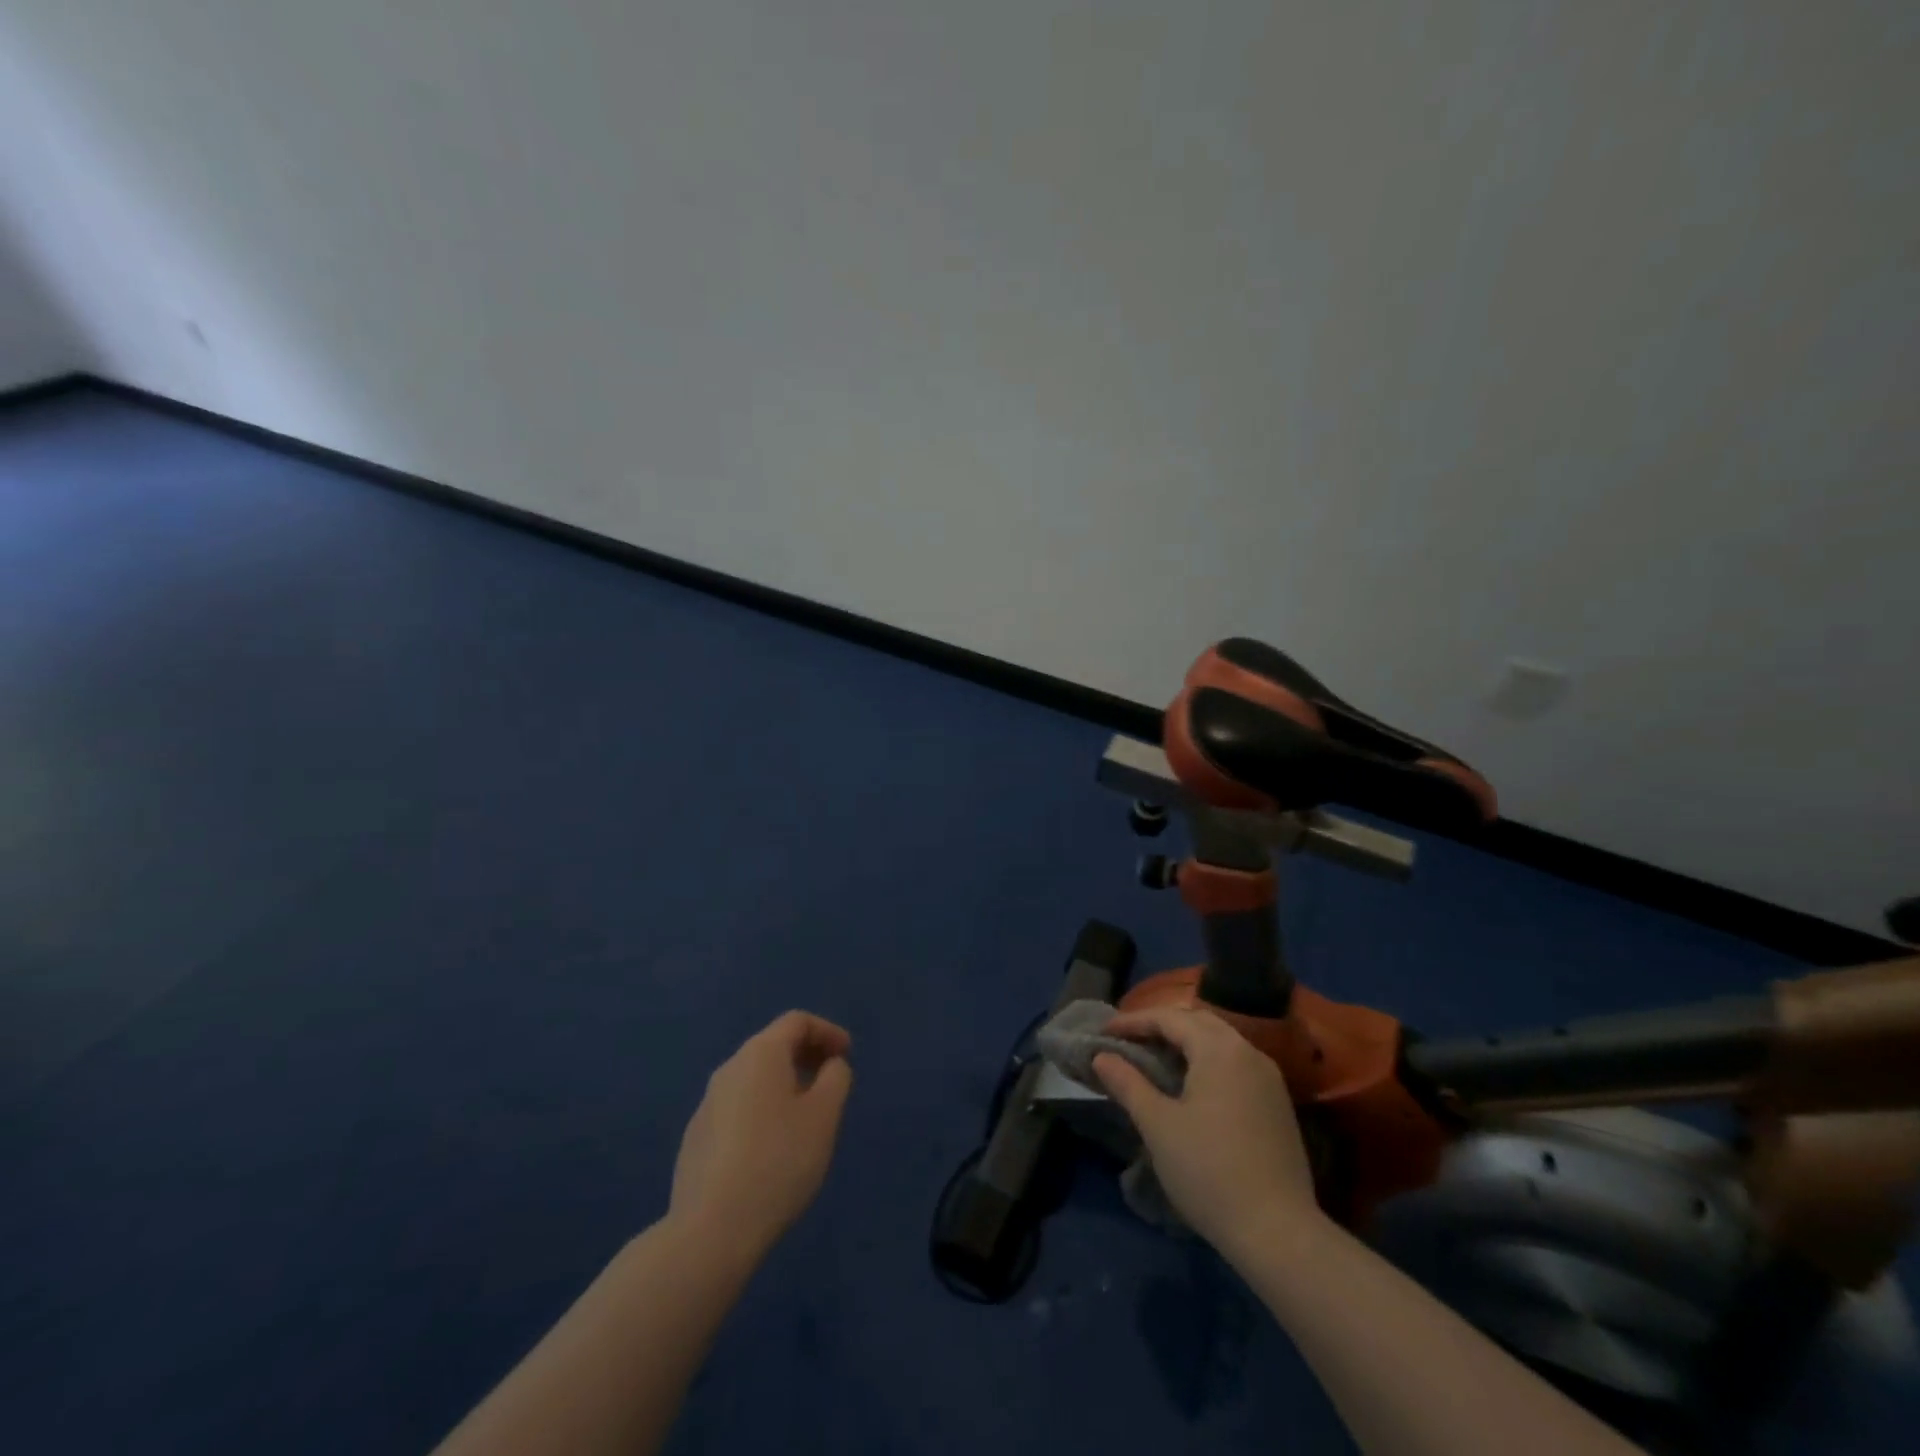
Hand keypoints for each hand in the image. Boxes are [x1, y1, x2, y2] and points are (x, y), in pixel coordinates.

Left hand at [669, 1011, 853, 1258]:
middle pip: (772, 1046)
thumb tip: (830, 1065)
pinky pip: (738, 1107)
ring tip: (807, 1114)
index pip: (796, 1022)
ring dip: (785, 1083)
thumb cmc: (778, 1161)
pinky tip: (773, 1145)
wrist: (711, 1230)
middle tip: (832, 1080)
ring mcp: (707, 1105)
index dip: (827, 1031)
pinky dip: (763, 1109)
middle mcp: (729, 1069)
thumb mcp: (824, 1116)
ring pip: (754, 1079)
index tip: (848, 1055)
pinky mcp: (696, 1139)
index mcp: (760, 1054)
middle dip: (806, 1055)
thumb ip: (836, 1078)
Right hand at [1094, 1006, 1320, 1251]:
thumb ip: (1128, 1083)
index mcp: (1219, 1049)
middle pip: (1198, 1022)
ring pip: (1220, 1041)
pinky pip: (1235, 1063)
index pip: (1169, 1018)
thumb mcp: (1158, 1125)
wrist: (1278, 1233)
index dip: (1133, 1021)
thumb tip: (1101, 1057)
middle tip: (1129, 1040)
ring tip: (1155, 1058)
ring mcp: (1269, 1078)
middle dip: (1161, 1025)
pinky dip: (1207, 1061)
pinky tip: (1191, 1084)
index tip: (1103, 1032)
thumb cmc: (1209, 1171)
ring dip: (1186, 1042)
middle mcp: (1248, 1052)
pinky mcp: (1277, 1104)